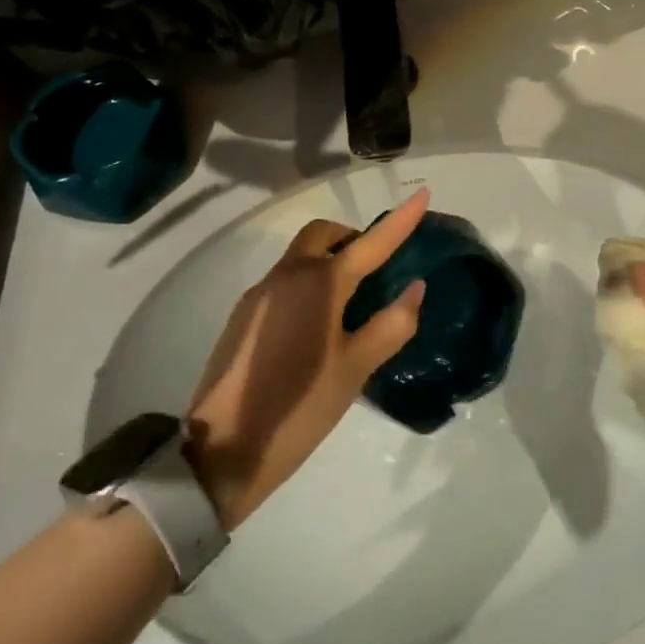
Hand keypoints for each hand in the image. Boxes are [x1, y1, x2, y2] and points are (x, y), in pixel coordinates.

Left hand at [185, 190, 430, 528]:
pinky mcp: (243, 314)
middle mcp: (288, 275)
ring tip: (349, 301)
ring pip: (301, 256)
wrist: (222, 449)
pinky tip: (315, 324)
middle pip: (324, 235)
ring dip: (328, 260)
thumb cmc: (300, 407)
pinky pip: (284, 279)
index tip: (422, 194)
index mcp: (320, 283)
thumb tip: (415, 287)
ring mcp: (260, 292)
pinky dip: (308, 282)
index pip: (371, 242)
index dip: (400, 220)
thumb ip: (391, 324)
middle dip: (352, 237)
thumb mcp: (356, 369)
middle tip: (375, 267)